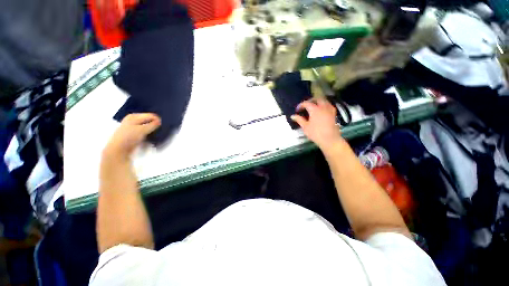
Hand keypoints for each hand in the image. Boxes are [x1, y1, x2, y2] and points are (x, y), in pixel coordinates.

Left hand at [104, 113, 160, 158]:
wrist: (118, 150)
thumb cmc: (129, 137)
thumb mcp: (142, 129)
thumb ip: (153, 124)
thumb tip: (160, 121)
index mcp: (134, 116)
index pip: (151, 115)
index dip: (157, 120)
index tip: (162, 126)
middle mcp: (133, 120)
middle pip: (149, 121)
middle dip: (155, 125)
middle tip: (161, 130)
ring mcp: (133, 128)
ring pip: (148, 127)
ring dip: (153, 131)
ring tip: (157, 135)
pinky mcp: (135, 135)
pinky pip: (146, 133)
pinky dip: (149, 135)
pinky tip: (152, 139)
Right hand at [291, 98, 343, 150]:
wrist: (330, 139)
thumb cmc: (316, 133)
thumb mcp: (305, 127)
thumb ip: (299, 120)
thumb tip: (293, 116)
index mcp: (315, 109)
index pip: (307, 103)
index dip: (301, 105)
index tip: (297, 110)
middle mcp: (323, 107)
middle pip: (317, 99)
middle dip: (311, 100)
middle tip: (306, 105)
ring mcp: (329, 110)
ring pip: (324, 101)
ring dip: (318, 101)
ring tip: (314, 107)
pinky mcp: (334, 114)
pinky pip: (329, 105)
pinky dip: (324, 105)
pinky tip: (322, 110)